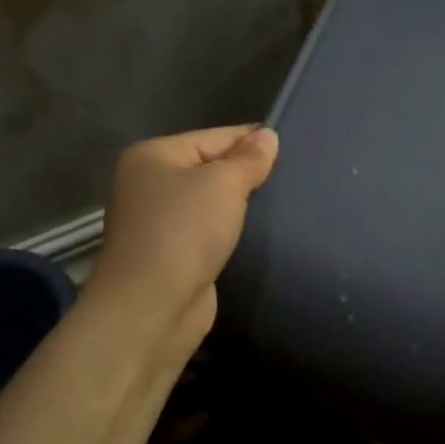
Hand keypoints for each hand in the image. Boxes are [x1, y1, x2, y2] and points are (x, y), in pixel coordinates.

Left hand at [86, 125, 279, 352]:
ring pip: (212, 203)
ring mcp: (159, 222)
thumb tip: (268, 136)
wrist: (152, 307)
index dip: (253, 141)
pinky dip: (231, 232)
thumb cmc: (184, 232)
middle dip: (248, 175)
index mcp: (153, 156)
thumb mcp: (223, 184)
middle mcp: (150, 184)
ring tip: (283, 205)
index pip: (215, 137)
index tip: (294, 148)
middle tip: (293, 179)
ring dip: (241, 207)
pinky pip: (209, 231)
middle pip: (211, 168)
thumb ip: (248, 159)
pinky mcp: (173, 255)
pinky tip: (259, 234)